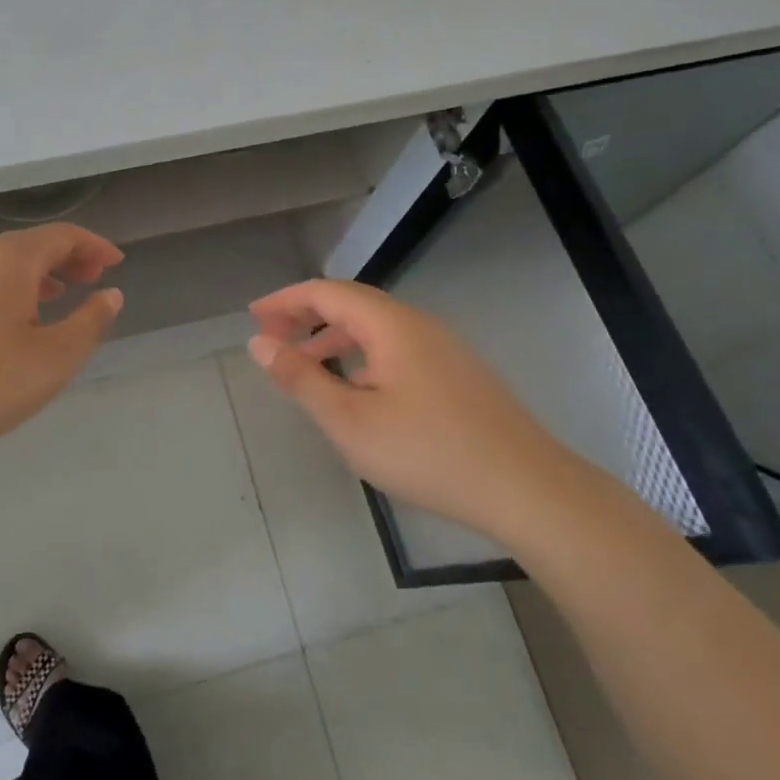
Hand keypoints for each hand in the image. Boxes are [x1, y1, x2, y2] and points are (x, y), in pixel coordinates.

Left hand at [0, 224, 123, 467]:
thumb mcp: (55, 357)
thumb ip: (90, 322)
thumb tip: (111, 295)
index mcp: (9, 261)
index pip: (60, 236)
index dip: (93, 245)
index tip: (117, 263)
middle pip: (30, 245)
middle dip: (67, 257)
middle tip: (94, 279)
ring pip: (2, 265)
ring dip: (38, 275)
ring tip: (61, 297)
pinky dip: (10, 290)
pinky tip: (14, 323)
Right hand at [247, 279, 566, 537]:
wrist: (526, 487)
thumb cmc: (428, 451)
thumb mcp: (350, 421)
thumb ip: (301, 379)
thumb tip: (260, 343)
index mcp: (390, 324)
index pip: (326, 292)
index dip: (285, 300)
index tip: (253, 316)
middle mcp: (418, 324)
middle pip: (352, 303)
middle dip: (306, 315)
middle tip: (271, 336)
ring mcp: (443, 347)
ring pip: (376, 327)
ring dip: (334, 336)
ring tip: (304, 361)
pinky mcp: (456, 373)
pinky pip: (396, 347)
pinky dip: (361, 354)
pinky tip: (356, 387)